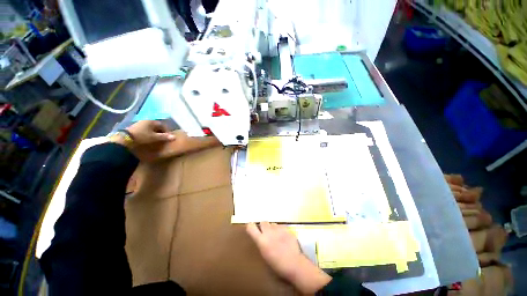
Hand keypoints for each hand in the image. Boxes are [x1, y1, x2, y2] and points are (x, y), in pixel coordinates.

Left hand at [110, 120, 174, 161]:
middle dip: (161, 132)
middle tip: (163, 138)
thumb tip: (174, 137)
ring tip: (156, 139)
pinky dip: (148, 133)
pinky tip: (148, 138)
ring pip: (150, 128)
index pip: (162, 125)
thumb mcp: (155, 137)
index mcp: (152, 121)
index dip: (167, 131)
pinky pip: (145, 130)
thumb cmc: (142, 136)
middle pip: (156, 126)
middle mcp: (146, 121)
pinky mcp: (134, 128)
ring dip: (154, 133)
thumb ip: (164, 137)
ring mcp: (139, 124)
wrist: (125, 139)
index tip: (168, 137)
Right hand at [246, 222, 331, 293]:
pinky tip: (284, 237)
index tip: (251, 228)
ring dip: (272, 228)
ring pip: (272, 224)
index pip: (251, 227)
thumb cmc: (278, 265)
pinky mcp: (286, 229)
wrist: (294, 263)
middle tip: (266, 233)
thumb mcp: (265, 255)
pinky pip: (281, 226)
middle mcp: (268, 232)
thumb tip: (261, 238)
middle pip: (263, 222)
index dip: (251, 226)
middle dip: (263, 226)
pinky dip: (280, 230)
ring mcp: (278, 229)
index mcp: (261, 240)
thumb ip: (262, 243)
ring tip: (276, 236)